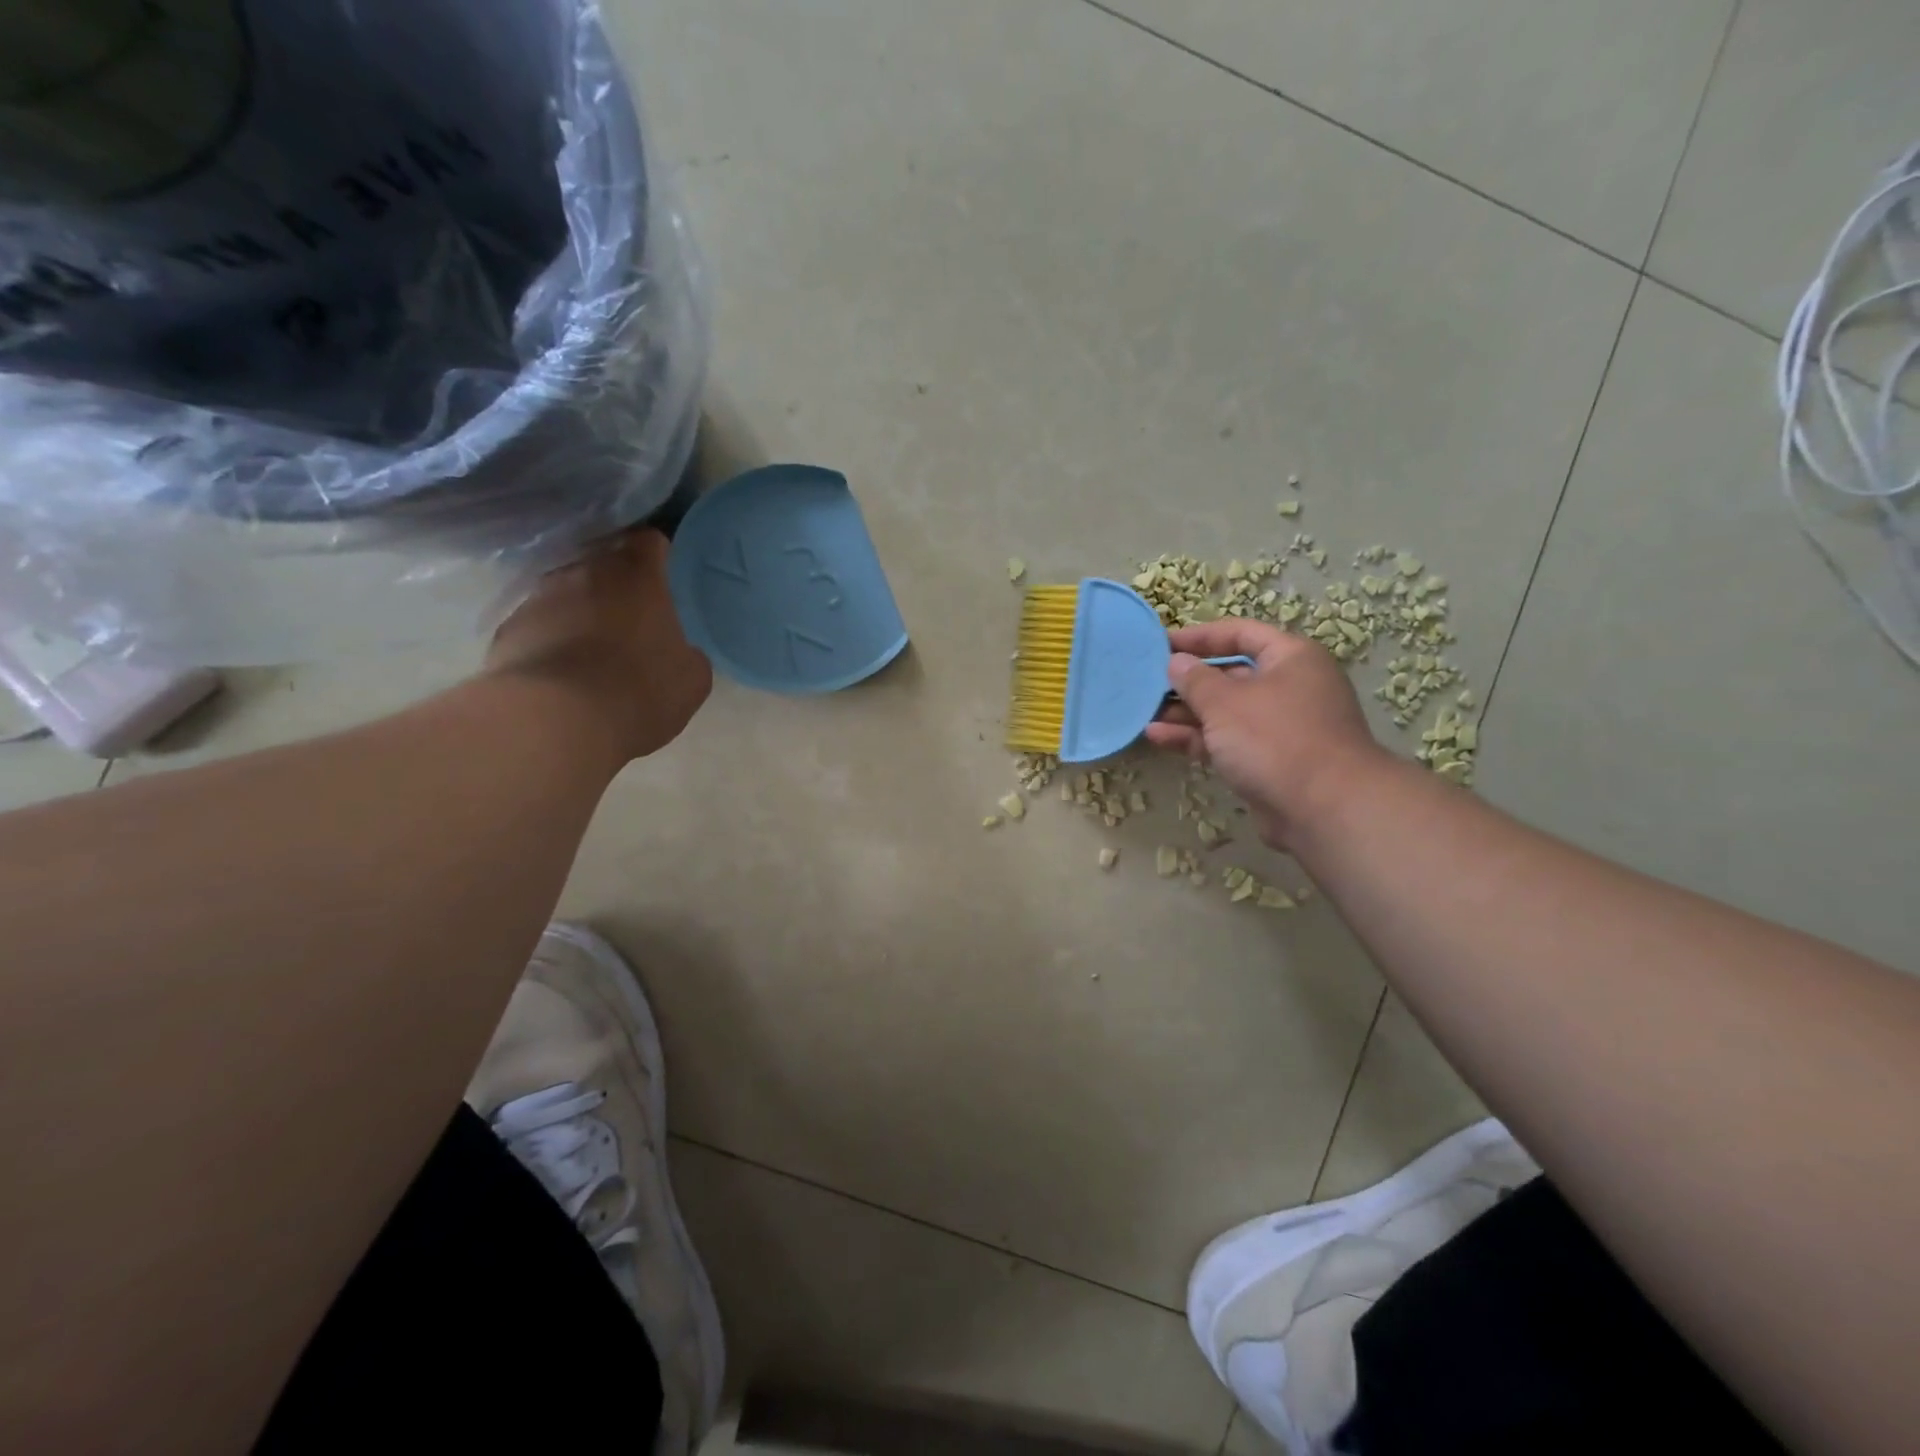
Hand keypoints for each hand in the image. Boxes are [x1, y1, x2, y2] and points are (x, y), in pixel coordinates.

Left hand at [486, 529, 711, 762]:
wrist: (556, 720)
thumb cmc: (640, 691)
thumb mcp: (691, 679)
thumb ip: (687, 652)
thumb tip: (678, 651)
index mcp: (638, 576)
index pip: (649, 541)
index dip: (657, 556)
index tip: (663, 578)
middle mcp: (585, 573)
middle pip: (603, 564)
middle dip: (617, 587)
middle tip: (631, 622)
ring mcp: (539, 597)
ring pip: (566, 593)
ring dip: (579, 612)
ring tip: (590, 653)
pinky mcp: (507, 629)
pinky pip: (537, 626)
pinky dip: (549, 641)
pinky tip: (560, 675)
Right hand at [1145, 619, 1386, 849]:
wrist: (1325, 809)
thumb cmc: (1274, 739)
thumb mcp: (1225, 702)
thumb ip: (1195, 679)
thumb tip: (1176, 662)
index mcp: (1290, 658)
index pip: (1240, 633)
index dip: (1199, 636)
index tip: (1161, 643)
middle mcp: (1289, 687)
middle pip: (1231, 675)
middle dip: (1188, 680)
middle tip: (1147, 682)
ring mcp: (1280, 727)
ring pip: (1225, 711)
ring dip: (1186, 712)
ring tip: (1145, 712)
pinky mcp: (1268, 761)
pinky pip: (1227, 741)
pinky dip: (1196, 738)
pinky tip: (1158, 737)